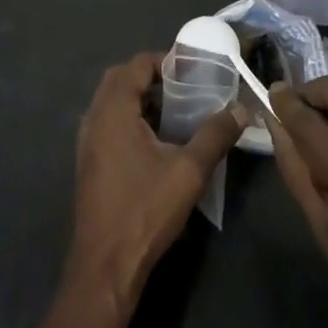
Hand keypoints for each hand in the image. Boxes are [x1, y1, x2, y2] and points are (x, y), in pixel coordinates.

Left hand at [67, 52, 242, 307]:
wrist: (105, 267)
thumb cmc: (145, 210)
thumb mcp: (189, 171)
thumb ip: (215, 134)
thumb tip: (242, 108)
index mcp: (114, 111)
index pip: (135, 65)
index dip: (163, 60)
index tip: (191, 69)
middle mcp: (94, 119)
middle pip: (119, 79)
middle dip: (149, 76)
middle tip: (182, 86)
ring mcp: (86, 143)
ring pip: (111, 102)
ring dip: (138, 98)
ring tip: (174, 111)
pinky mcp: (88, 163)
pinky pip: (107, 124)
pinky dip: (129, 119)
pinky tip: (155, 141)